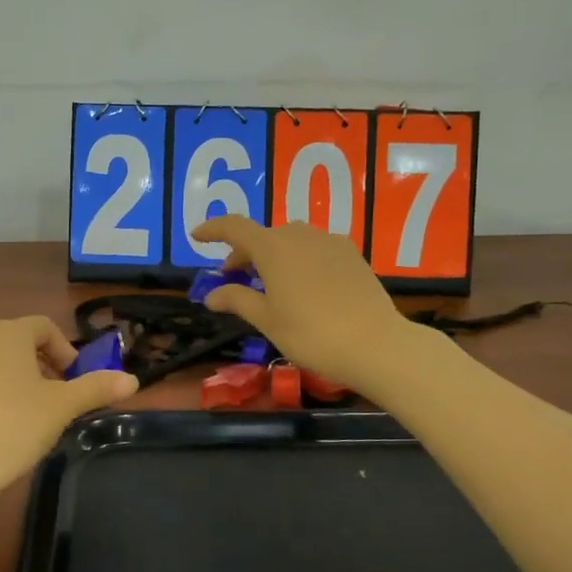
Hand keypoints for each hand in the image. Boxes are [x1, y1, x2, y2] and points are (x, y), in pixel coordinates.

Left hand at [0, 316, 137, 504]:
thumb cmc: (12, 429)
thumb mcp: (62, 409)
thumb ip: (96, 388)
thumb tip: (132, 379)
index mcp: (7, 335)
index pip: (43, 327)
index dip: (65, 350)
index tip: (74, 381)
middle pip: (13, 344)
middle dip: (37, 367)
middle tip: (53, 401)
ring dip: (6, 382)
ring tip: (19, 418)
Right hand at [191, 216, 414, 390]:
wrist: (374, 344)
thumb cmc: (311, 334)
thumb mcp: (267, 320)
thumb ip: (237, 300)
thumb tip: (211, 295)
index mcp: (272, 248)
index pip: (234, 227)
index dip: (213, 229)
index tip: (197, 236)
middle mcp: (299, 234)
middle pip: (263, 235)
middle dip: (244, 253)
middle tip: (234, 278)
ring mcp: (329, 241)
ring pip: (291, 240)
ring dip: (273, 255)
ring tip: (270, 283)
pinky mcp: (351, 253)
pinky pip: (315, 248)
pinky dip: (299, 259)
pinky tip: (304, 285)